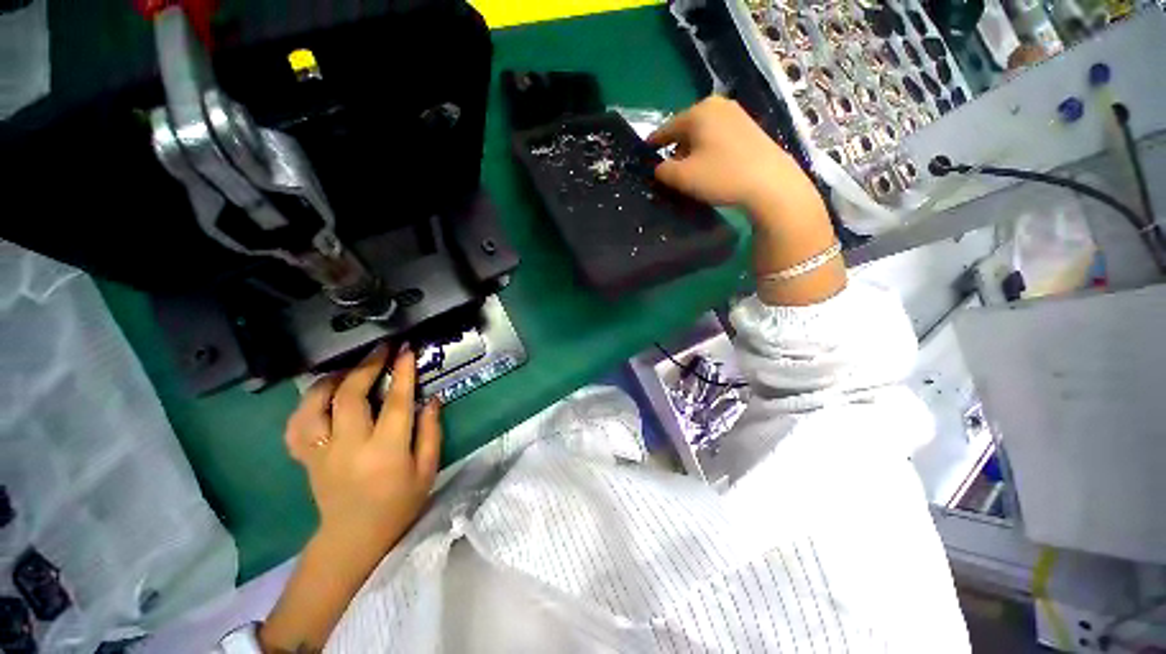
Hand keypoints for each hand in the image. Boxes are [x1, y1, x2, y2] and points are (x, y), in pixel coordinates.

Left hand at [284, 344, 441, 557]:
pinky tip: (322, 396)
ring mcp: (320, 452)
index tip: (407, 350)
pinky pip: (296, 424)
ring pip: (314, 404)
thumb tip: (432, 399)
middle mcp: (348, 446)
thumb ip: (431, 432)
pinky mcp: (305, 458)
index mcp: (385, 451)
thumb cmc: (399, 503)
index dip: (402, 372)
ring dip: (332, 380)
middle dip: (367, 366)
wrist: (354, 537)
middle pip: (350, 395)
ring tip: (349, 369)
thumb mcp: (427, 470)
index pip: (395, 402)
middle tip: (381, 349)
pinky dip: (307, 404)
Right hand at [648, 96, 821, 228]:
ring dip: (693, 151)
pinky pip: (719, 137)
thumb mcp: (682, 177)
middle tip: (670, 170)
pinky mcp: (750, 128)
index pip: (667, 128)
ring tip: (691, 171)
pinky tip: (712, 167)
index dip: (654, 143)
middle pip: (686, 129)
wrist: (770, 183)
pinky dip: (709, 150)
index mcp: (698, 112)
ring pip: (703, 133)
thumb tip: (659, 167)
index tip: (645, 153)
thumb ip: (662, 170)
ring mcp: (737, 115)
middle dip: (675, 148)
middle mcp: (717, 106)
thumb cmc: (721, 176)